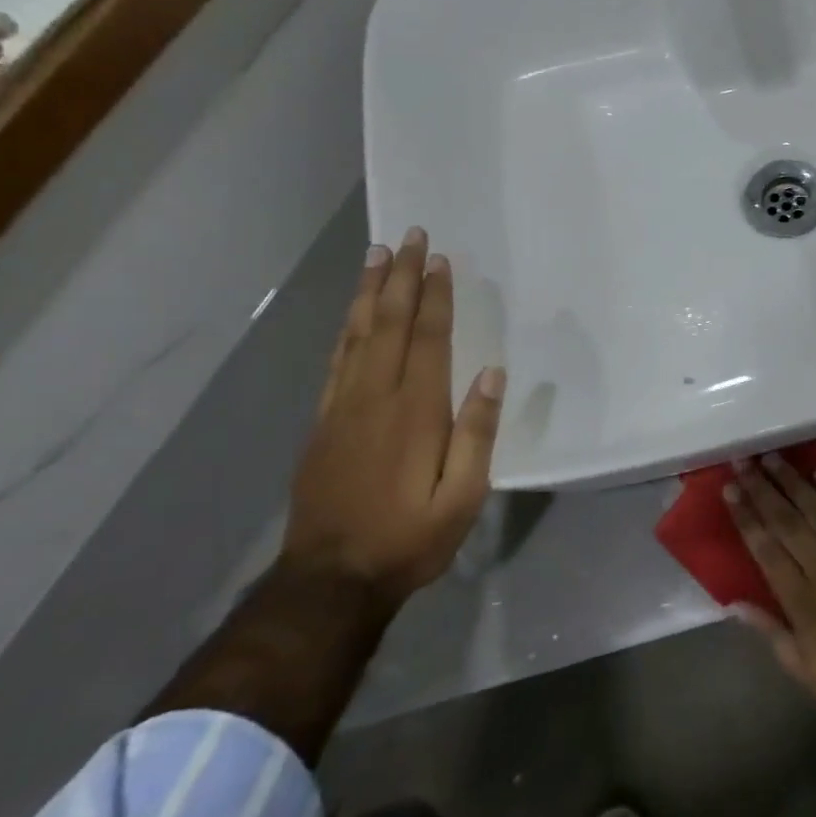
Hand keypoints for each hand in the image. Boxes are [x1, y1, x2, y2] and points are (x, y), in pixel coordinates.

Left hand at [282, 227, 506, 606]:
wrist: (331, 580)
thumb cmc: (409, 538)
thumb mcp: (463, 496)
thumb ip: (477, 432)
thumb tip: (492, 374)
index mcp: (415, 410)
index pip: (427, 337)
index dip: (434, 296)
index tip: (439, 259)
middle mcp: (375, 397)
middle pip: (388, 323)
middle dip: (400, 277)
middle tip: (407, 237)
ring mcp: (343, 408)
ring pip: (356, 334)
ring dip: (369, 292)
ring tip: (375, 255)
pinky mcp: (323, 423)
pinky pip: (337, 361)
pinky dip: (347, 328)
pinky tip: (353, 314)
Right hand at [725, 453, 815, 751]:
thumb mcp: (812, 679)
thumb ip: (774, 636)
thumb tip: (735, 604)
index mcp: (806, 607)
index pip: (767, 551)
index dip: (747, 518)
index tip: (730, 491)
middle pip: (789, 524)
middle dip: (763, 490)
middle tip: (743, 462)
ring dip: (794, 483)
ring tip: (773, 458)